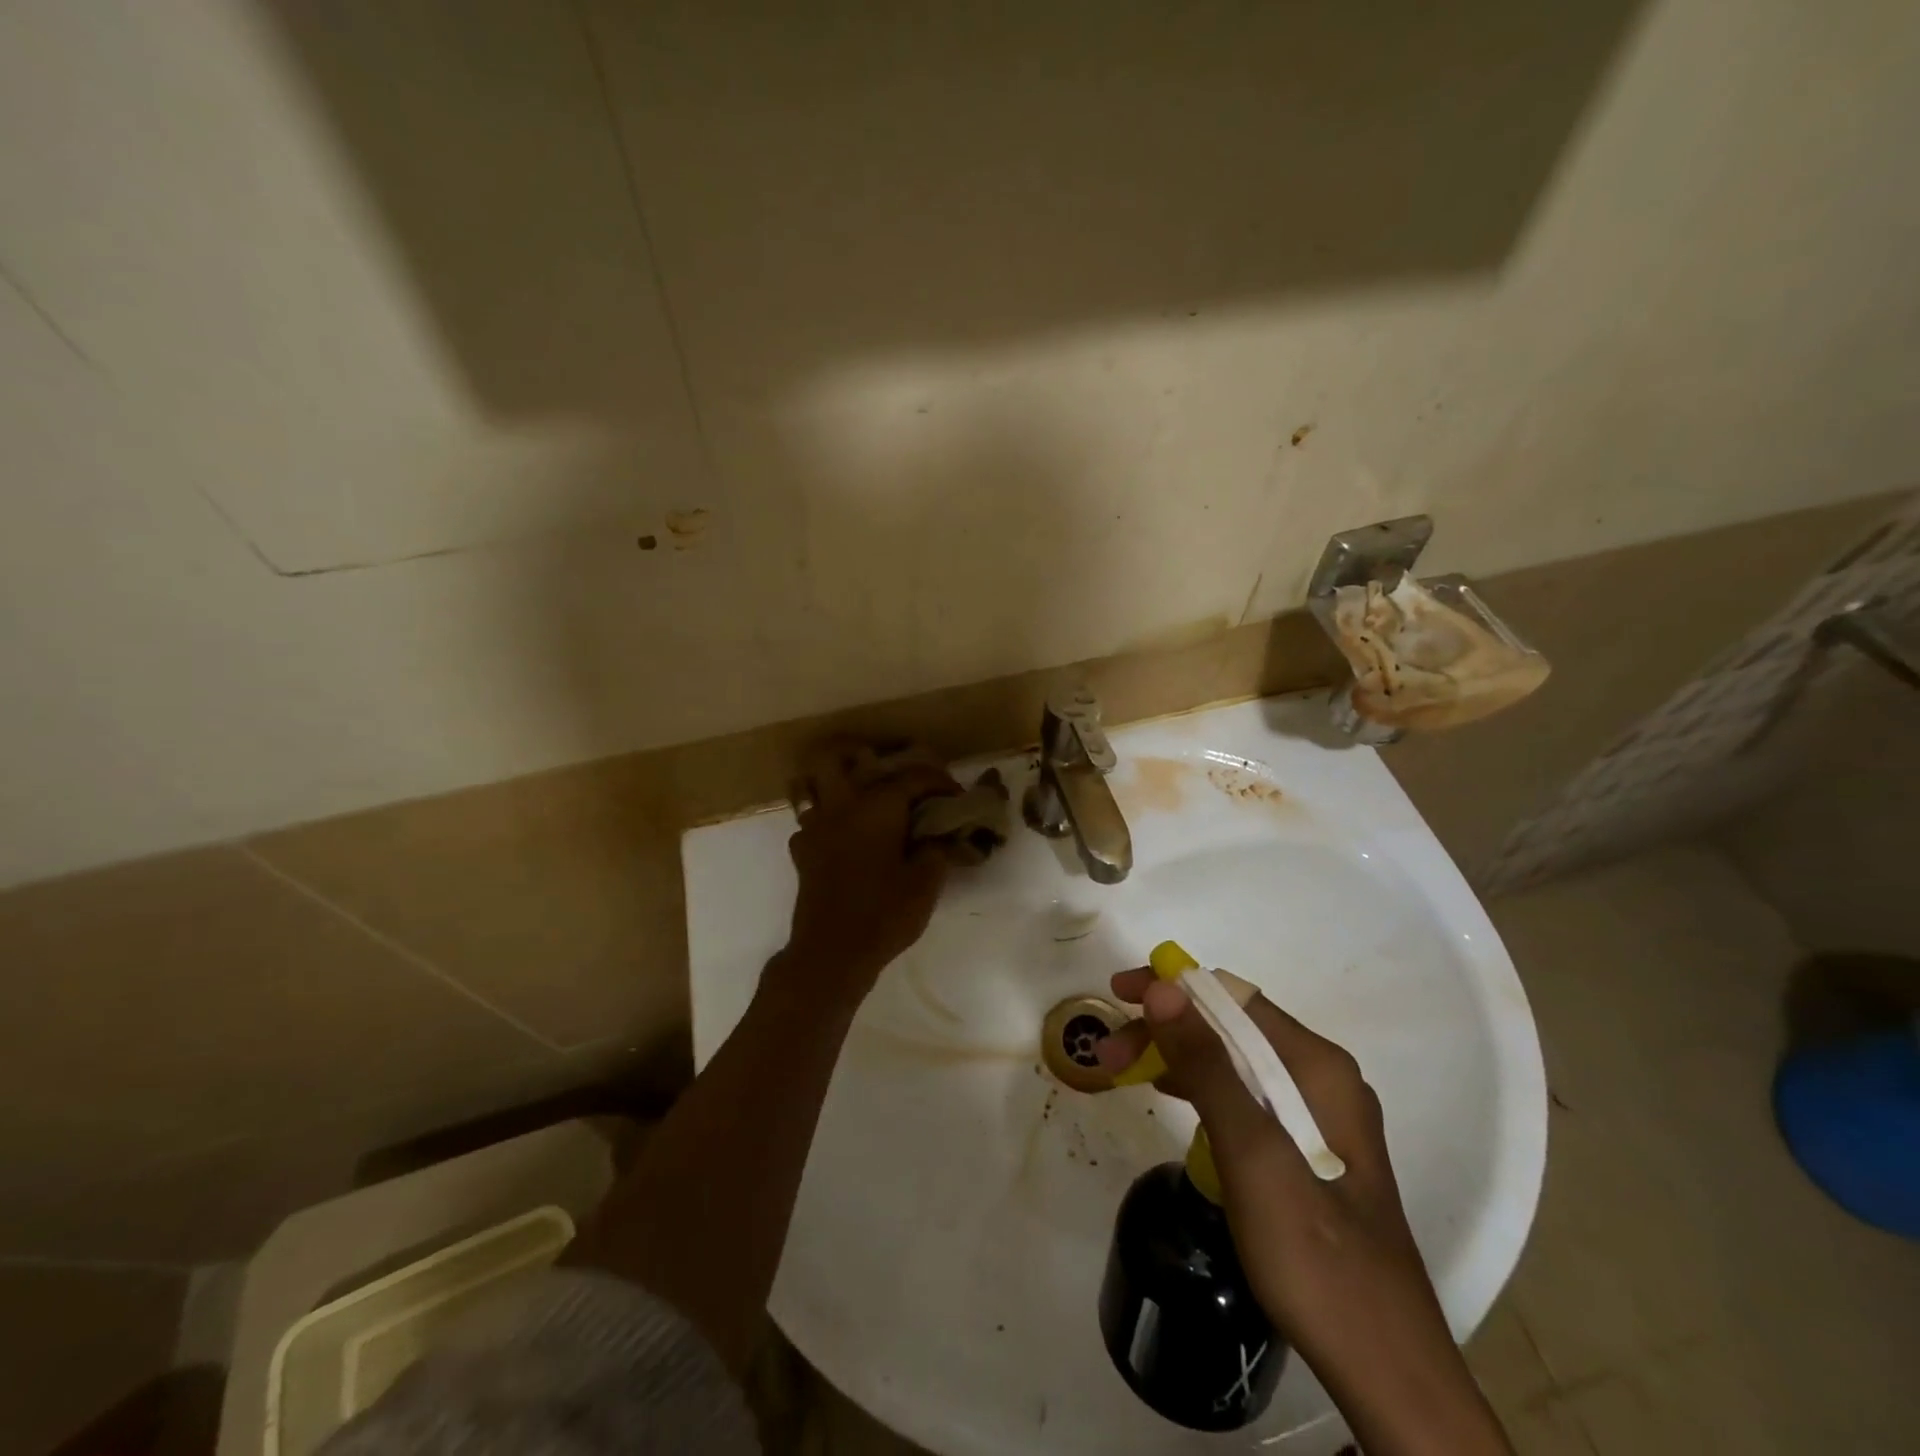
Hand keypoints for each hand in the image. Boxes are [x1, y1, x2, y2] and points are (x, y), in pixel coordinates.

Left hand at [779, 745, 959, 1000]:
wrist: (832, 953)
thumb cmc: (884, 913)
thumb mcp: (926, 882)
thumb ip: (937, 849)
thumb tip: (941, 834)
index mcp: (876, 806)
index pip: (912, 776)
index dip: (939, 781)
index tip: (956, 796)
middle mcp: (841, 806)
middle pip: (834, 757)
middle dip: (859, 755)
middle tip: (886, 773)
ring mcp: (815, 828)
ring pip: (813, 785)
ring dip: (836, 784)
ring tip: (863, 801)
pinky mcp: (802, 853)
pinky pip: (811, 821)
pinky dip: (828, 821)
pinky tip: (845, 839)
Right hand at [1096, 971, 1510, 1455]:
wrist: (1384, 1369)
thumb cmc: (1315, 1254)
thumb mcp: (1251, 1153)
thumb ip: (1207, 1065)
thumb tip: (1162, 988)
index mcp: (1317, 1066)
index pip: (1232, 997)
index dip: (1171, 987)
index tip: (1118, 993)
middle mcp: (1321, 1077)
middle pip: (1230, 1027)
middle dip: (1166, 1029)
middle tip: (1109, 1052)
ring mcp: (1317, 1113)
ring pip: (1233, 1059)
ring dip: (1176, 1056)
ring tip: (1124, 1071)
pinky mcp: (1306, 1147)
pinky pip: (1244, 1093)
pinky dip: (1200, 1087)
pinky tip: (1171, 1097)